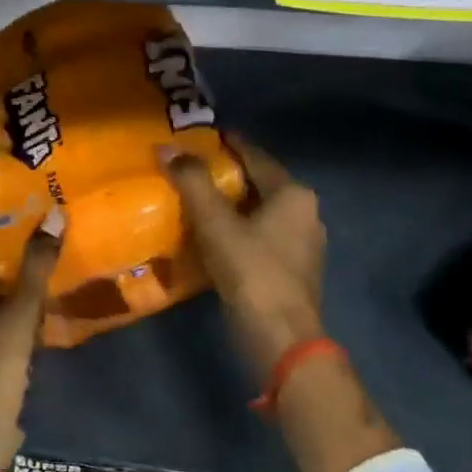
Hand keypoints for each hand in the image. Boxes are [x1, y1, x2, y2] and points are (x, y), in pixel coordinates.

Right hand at [163, 136, 325, 376]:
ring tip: (198, 199)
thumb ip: (191, 180)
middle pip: (260, 184)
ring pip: (261, 212)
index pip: (256, 157)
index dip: (229, 144)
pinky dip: (239, 229)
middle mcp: (306, 214)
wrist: (279, 336)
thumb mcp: (215, 221)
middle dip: (228, 175)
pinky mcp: (293, 270)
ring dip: (232, 205)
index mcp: (293, 194)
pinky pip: (262, 236)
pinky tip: (214, 234)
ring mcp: (303, 245)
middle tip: (193, 167)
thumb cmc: (251, 268)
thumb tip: (166, 147)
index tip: (205, 135)